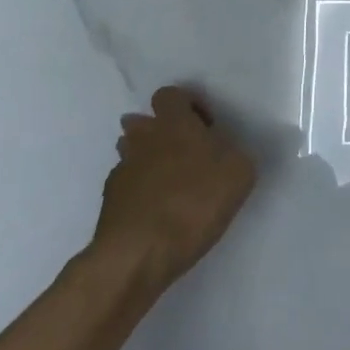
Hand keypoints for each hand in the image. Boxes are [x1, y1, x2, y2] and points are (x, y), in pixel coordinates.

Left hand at [83, 86, 255, 299]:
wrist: (138, 254)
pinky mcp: (109, 202)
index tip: (206, 127)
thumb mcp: (240, 173)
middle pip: (143, 122)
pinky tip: (156, 212)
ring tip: (171, 184)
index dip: (188, 105)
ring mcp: (121, 170)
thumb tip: (225, 152)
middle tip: (186, 155)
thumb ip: (235, 153)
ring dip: (148, 160)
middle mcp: (142, 139)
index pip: (170, 94)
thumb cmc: (194, 203)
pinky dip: (139, 191)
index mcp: (174, 124)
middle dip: (161, 132)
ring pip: (131, 152)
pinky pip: (126, 185)